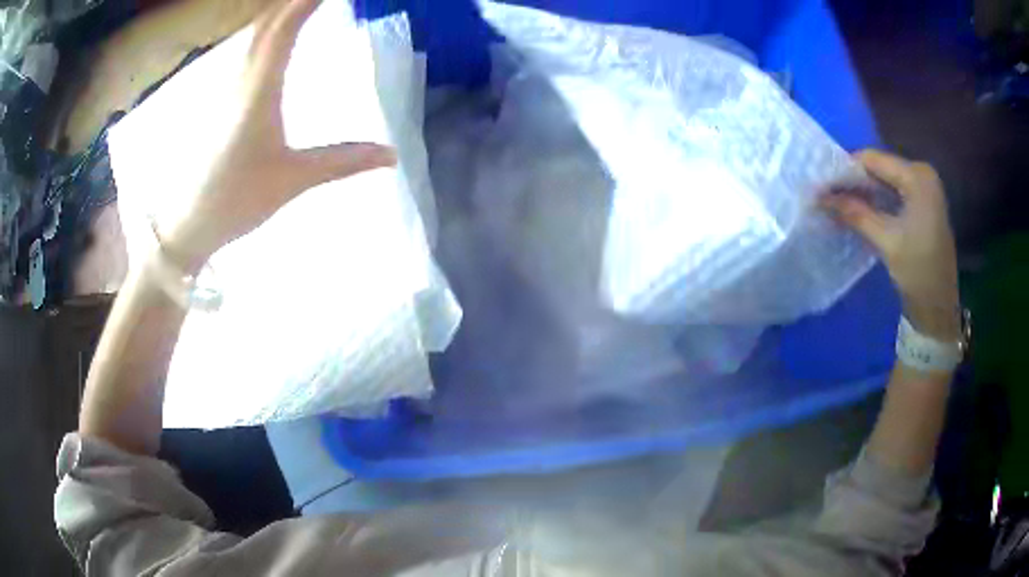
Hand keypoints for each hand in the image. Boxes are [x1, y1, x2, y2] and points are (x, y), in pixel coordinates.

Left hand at [159, 0, 395, 271]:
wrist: (186, 223)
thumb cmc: (234, 200)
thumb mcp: (292, 180)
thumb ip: (341, 161)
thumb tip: (392, 154)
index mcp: (258, 91)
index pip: (285, 29)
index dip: (308, 2)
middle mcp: (241, 80)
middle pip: (267, 23)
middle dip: (293, 1)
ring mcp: (229, 90)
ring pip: (256, 35)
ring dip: (280, 12)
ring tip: (304, 5)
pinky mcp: (224, 102)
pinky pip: (250, 52)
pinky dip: (269, 32)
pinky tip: (279, 36)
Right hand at [821, 150, 960, 341]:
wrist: (939, 309)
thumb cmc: (918, 272)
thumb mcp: (886, 240)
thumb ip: (854, 213)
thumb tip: (820, 197)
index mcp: (918, 177)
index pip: (873, 159)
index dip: (846, 170)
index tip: (822, 186)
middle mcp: (922, 174)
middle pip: (879, 168)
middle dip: (854, 182)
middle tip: (827, 197)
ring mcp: (924, 190)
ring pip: (885, 181)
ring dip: (863, 193)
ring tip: (838, 204)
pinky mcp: (923, 205)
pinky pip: (894, 193)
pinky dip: (876, 201)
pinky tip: (860, 212)